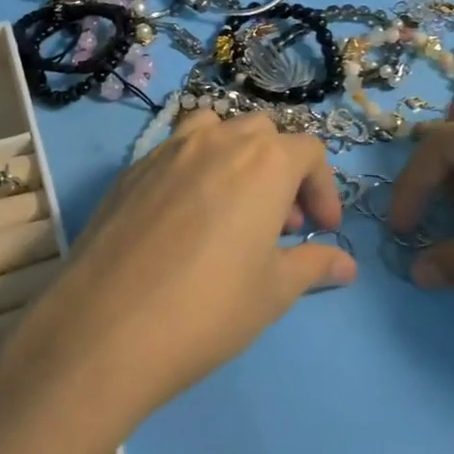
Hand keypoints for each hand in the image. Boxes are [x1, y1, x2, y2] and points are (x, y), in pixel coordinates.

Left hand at [11, 111, 356, 430]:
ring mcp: (167, 149)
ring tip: (232, 205)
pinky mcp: (131, 169)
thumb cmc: (209, 307)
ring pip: (214, 129)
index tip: (322, 230)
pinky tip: (184, 219)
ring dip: (235, 156)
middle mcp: (217, 141)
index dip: (323, 189)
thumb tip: (345, 265)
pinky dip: (193, 169)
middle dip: (281, 170)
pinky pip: (174, 151)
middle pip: (263, 133)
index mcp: (263, 162)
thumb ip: (313, 265)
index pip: (309, 152)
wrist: (107, 325)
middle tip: (279, 222)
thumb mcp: (273, 291)